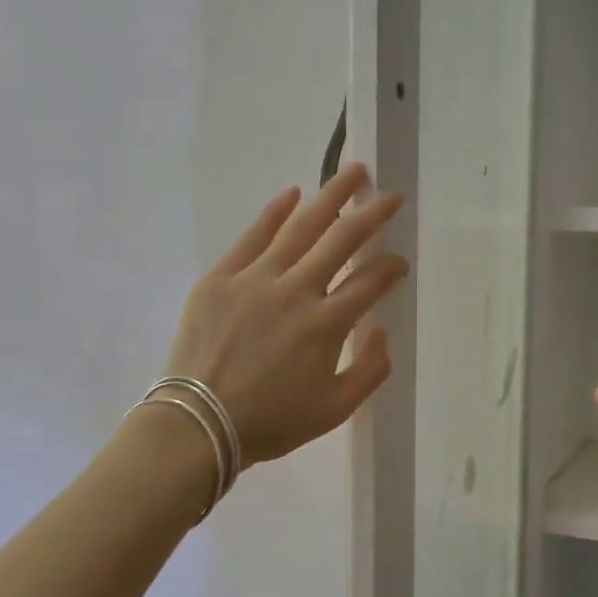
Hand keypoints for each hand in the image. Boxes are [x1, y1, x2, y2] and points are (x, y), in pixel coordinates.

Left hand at [167, 163, 408, 467]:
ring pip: (301, 227)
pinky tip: (293, 195)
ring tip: (352, 172)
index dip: (390, 269)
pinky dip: (275, 212)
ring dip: (330, 196)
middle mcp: (296, 291)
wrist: (199, 424)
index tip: (399, 263)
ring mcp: (256, 279)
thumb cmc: (272, 421)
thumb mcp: (335, 410)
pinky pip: (254, 236)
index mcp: (326, 325)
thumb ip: (370, 371)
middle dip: (371, 214)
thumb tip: (379, 330)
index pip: (370, 283)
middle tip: (391, 196)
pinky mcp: (221, 277)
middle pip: (342, 240)